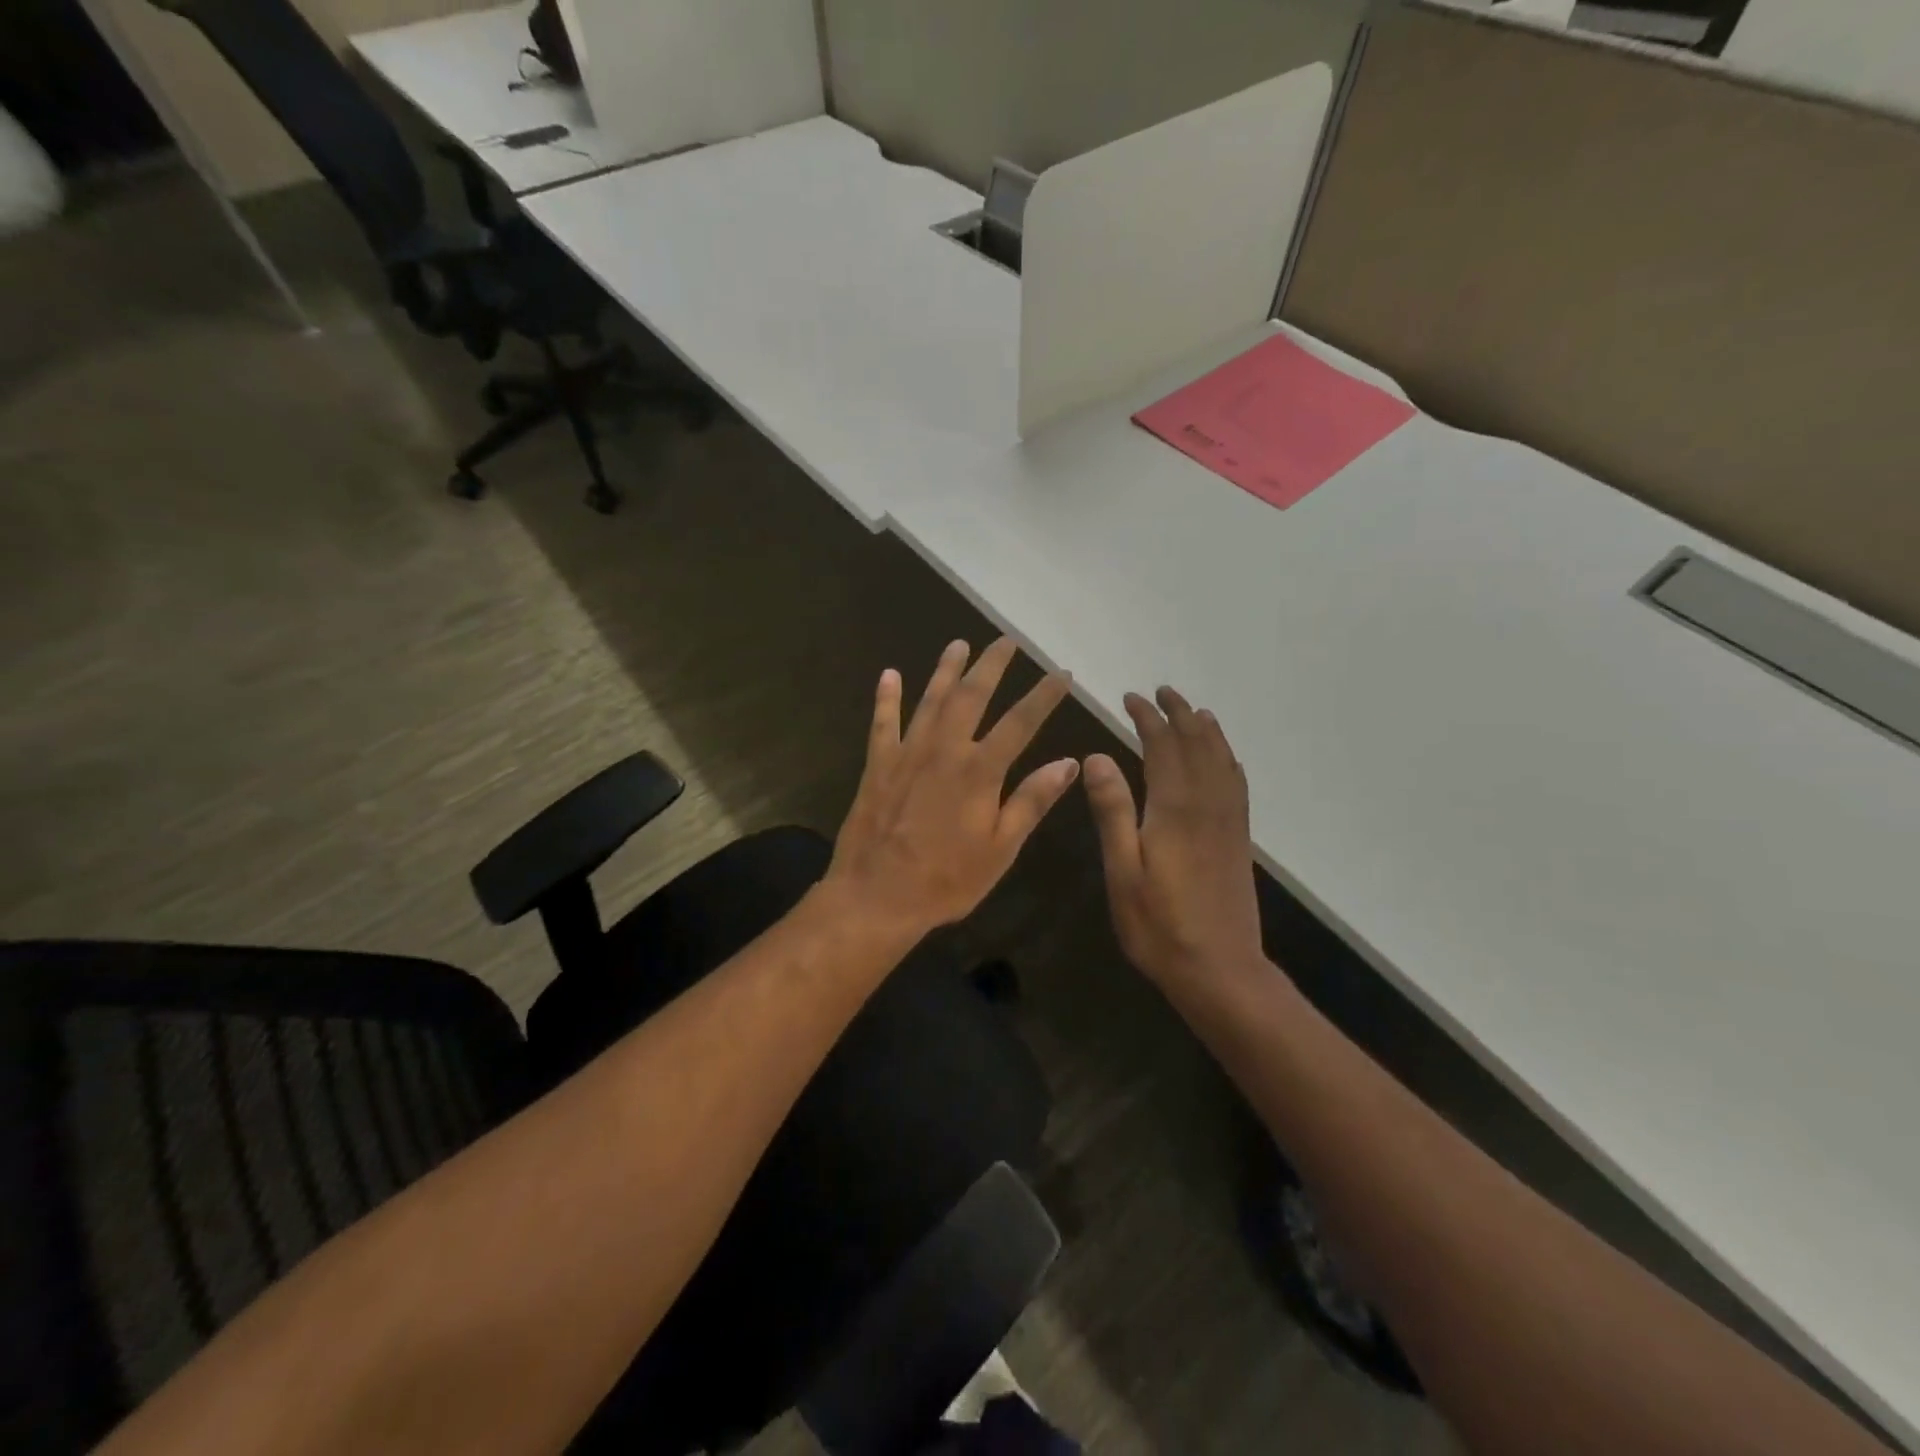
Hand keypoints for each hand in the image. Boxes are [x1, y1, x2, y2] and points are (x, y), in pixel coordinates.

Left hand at [826, 638, 1078, 939]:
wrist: (876, 896)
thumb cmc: (946, 880)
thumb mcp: (1000, 848)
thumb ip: (1032, 801)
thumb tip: (1069, 763)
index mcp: (980, 771)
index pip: (1021, 722)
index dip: (1044, 695)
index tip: (1062, 673)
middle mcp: (944, 750)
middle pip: (972, 696)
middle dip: (992, 666)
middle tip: (1007, 641)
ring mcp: (907, 754)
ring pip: (929, 700)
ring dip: (945, 670)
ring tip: (958, 644)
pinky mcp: (877, 765)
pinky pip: (882, 723)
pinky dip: (886, 698)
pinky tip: (889, 674)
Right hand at [1084, 688, 1263, 986]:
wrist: (1220, 970)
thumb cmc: (1158, 925)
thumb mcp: (1122, 871)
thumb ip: (1112, 811)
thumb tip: (1097, 756)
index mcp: (1174, 808)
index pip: (1162, 746)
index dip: (1147, 718)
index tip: (1130, 698)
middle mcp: (1207, 804)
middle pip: (1197, 744)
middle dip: (1179, 714)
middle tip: (1162, 692)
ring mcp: (1228, 821)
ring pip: (1221, 760)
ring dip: (1206, 730)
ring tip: (1195, 711)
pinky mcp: (1238, 838)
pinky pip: (1237, 784)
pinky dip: (1228, 759)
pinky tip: (1224, 759)